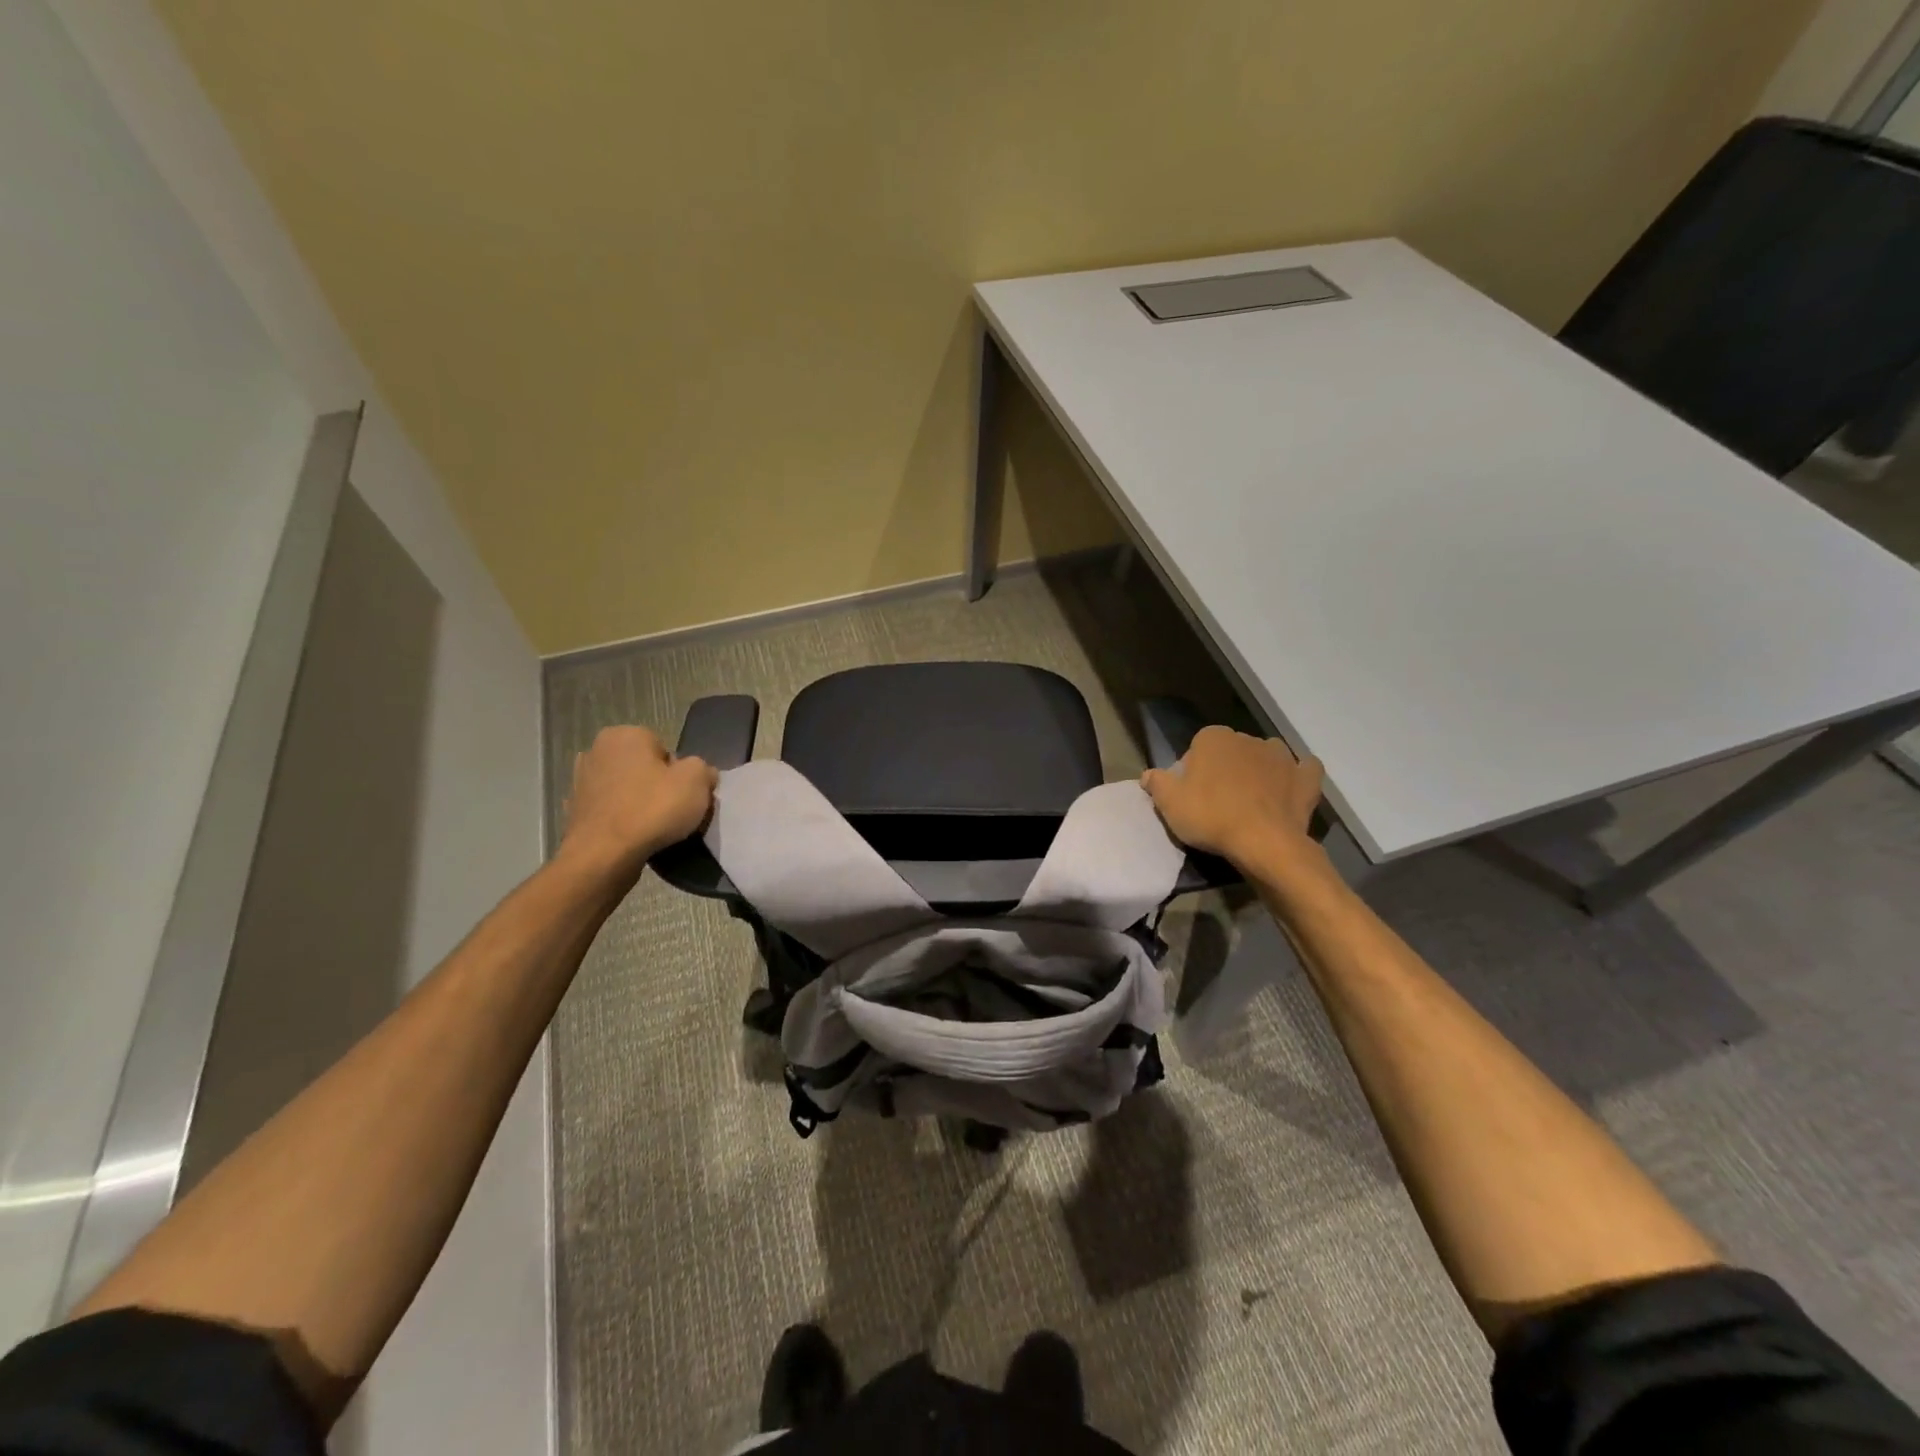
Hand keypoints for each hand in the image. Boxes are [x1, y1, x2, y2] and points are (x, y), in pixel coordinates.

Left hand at [558, 725, 716, 881]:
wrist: (604, 855)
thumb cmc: (653, 809)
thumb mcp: (697, 780)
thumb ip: (703, 769)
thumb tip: (702, 774)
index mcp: (625, 734)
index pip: (666, 750)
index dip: (680, 774)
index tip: (684, 796)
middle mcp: (597, 750)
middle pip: (644, 768)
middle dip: (658, 786)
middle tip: (672, 812)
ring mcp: (581, 780)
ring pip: (626, 789)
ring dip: (638, 803)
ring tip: (653, 828)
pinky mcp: (574, 810)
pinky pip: (611, 810)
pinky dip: (621, 819)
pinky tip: (632, 836)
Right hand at [1141, 726, 1323, 868]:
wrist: (1264, 842)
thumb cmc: (1211, 817)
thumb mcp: (1169, 804)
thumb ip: (1156, 783)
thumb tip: (1148, 775)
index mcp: (1213, 738)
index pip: (1197, 747)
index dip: (1192, 770)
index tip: (1191, 793)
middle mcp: (1248, 738)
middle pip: (1231, 751)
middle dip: (1225, 768)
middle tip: (1218, 800)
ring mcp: (1282, 756)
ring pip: (1265, 755)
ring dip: (1259, 769)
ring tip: (1252, 798)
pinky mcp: (1306, 777)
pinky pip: (1303, 768)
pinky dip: (1297, 775)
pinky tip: (1289, 788)